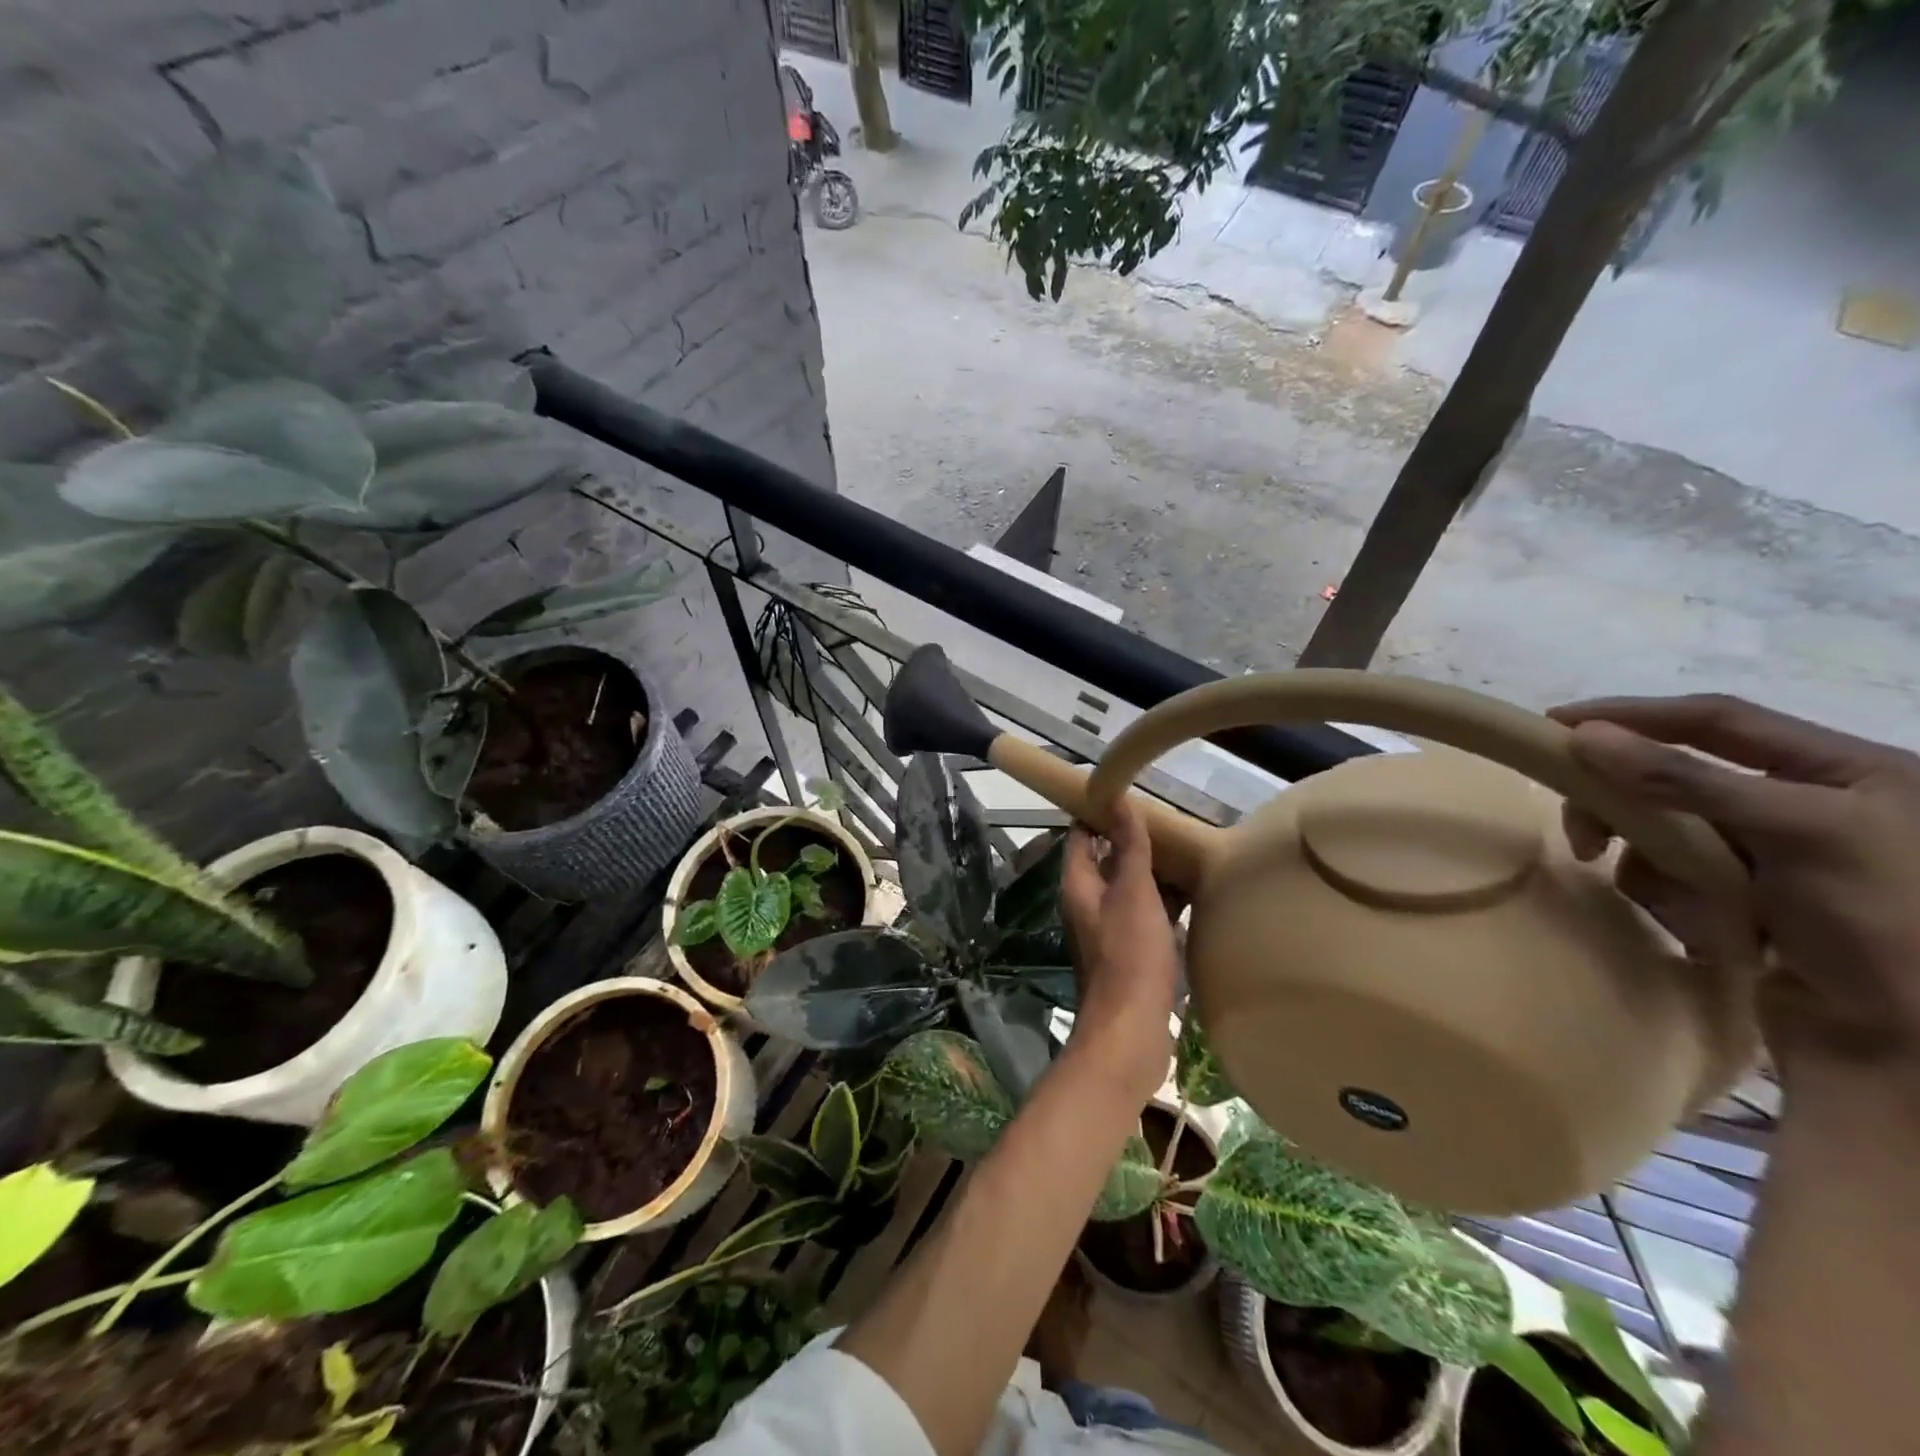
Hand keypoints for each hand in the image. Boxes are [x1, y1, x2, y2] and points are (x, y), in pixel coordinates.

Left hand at [1059, 797, 1180, 1104]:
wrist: (1131, 1030)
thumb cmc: (1129, 955)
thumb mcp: (1133, 892)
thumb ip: (1129, 847)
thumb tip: (1118, 799)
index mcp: (1079, 884)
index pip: (1081, 834)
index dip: (1100, 813)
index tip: (1131, 796)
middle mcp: (1088, 903)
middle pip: (1107, 860)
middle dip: (1135, 842)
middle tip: (1173, 824)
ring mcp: (1108, 930)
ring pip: (1130, 889)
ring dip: (1153, 873)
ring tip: (1189, 853)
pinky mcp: (1130, 953)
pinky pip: (1146, 916)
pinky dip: (1164, 904)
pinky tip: (1194, 896)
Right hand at [1549, 694, 1919, 1079]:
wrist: (1910, 1049)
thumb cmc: (1884, 924)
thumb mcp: (1797, 834)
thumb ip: (1686, 779)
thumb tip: (1582, 735)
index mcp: (1844, 770)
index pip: (1715, 719)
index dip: (1632, 714)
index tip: (1555, 724)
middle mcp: (1805, 804)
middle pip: (1677, 778)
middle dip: (1626, 805)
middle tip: (1582, 833)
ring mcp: (1772, 856)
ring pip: (1666, 831)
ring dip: (1652, 862)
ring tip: (1672, 902)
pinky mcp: (1744, 900)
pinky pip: (1674, 877)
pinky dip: (1672, 898)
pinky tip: (1711, 931)